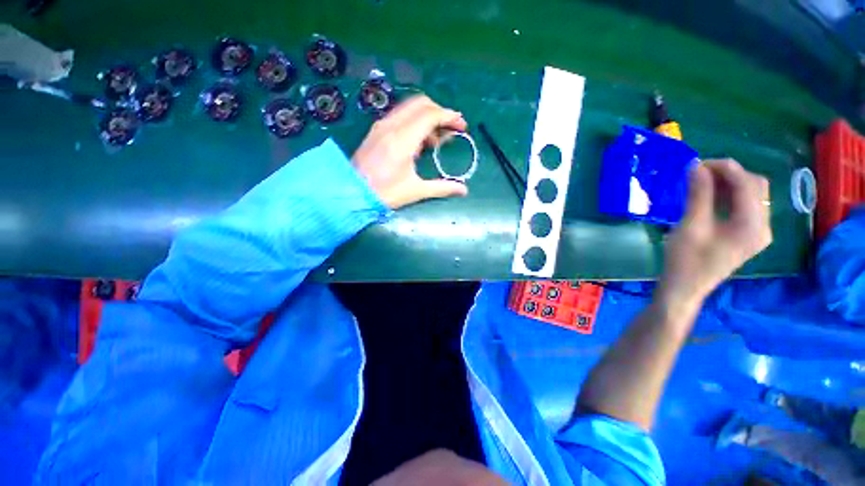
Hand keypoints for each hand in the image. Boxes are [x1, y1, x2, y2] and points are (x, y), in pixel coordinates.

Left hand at [353, 95, 468, 208]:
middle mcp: (391, 125)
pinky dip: (414, 122)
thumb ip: (442, 187)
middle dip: (440, 112)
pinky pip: (400, 116)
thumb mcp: (415, 191)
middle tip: (451, 130)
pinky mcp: (376, 130)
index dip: (450, 117)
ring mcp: (381, 125)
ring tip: (436, 140)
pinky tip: (418, 142)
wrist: (351, 193)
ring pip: (409, 108)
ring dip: (427, 116)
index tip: (462, 127)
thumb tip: (464, 190)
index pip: (430, 115)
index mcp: (403, 139)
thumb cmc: (385, 193)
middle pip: (421, 103)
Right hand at [658, 159, 772, 309]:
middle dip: (729, 174)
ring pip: (751, 195)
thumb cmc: (686, 260)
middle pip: (755, 186)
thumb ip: (698, 195)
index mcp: (752, 225)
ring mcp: (757, 231)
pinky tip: (710, 195)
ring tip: (702, 181)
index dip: (725, 168)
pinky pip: (745, 206)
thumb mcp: (690, 226)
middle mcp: (762, 225)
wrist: (685, 287)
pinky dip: (729, 195)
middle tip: (699, 172)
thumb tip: (696, 166)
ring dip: (729, 183)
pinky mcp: (747, 235)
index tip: (697, 163)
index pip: (747, 184)